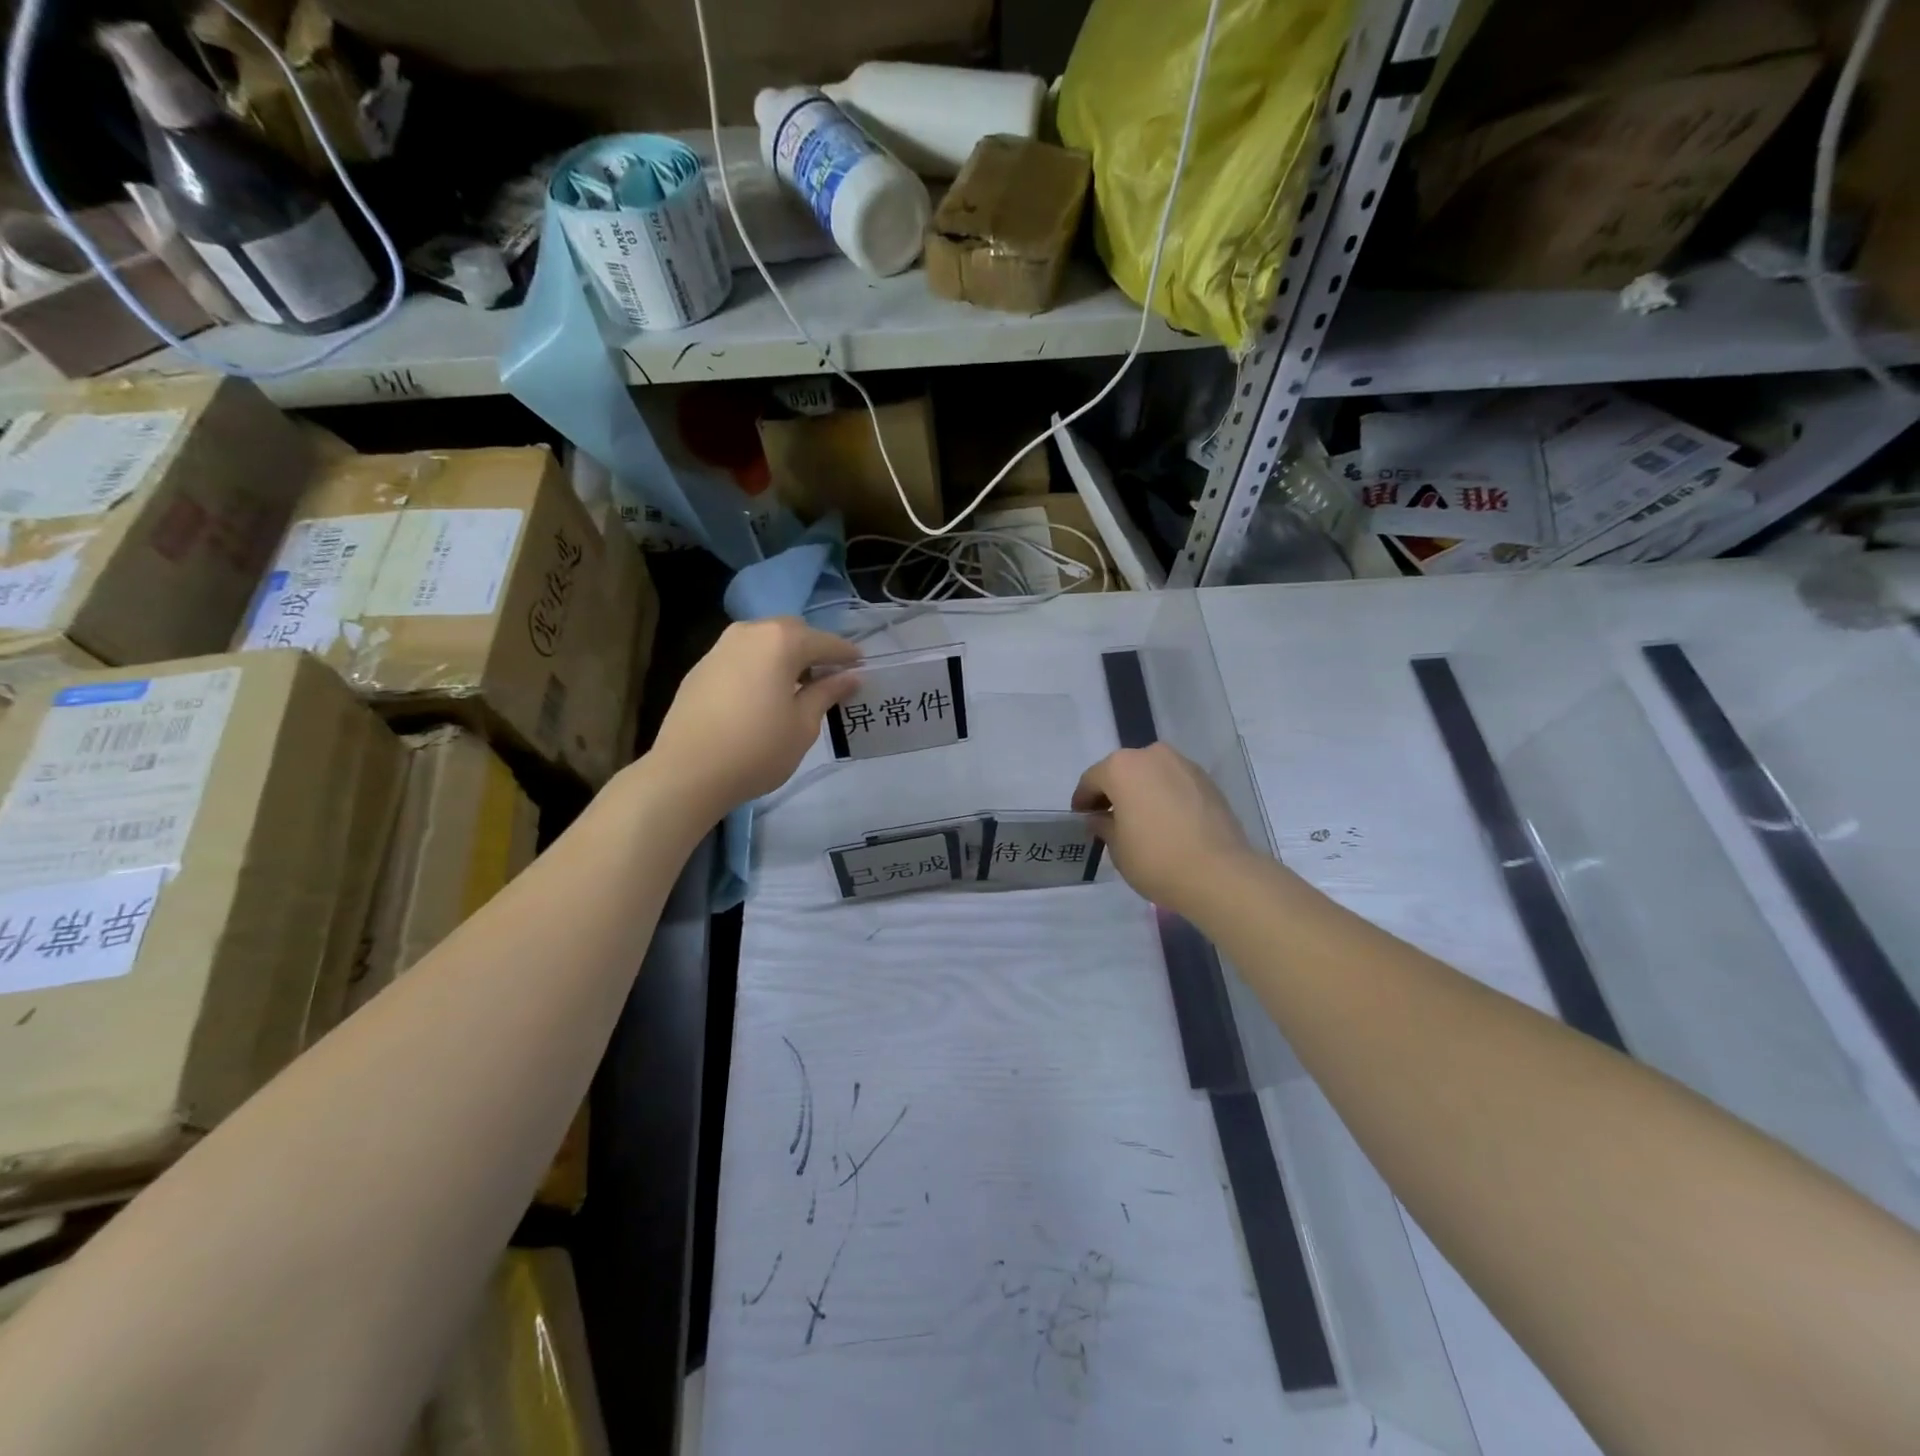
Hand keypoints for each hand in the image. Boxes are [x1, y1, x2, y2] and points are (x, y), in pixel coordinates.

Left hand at [649, 618, 860, 818]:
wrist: (687, 771)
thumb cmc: (757, 749)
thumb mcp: (803, 725)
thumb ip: (827, 693)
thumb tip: (850, 677)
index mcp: (781, 641)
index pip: (825, 642)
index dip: (847, 655)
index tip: (862, 667)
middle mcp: (750, 632)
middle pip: (792, 632)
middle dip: (813, 650)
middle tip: (829, 678)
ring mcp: (720, 647)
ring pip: (763, 641)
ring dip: (784, 657)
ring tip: (796, 687)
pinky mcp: (701, 667)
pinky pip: (742, 656)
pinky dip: (760, 667)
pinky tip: (763, 695)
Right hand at [1072, 744, 1254, 916]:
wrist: (1219, 873)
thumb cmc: (1155, 858)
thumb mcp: (1117, 847)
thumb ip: (1103, 825)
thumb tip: (1099, 818)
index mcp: (1122, 767)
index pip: (1092, 779)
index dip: (1083, 800)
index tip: (1081, 817)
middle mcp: (1152, 755)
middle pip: (1123, 771)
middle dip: (1113, 792)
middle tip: (1108, 818)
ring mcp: (1184, 765)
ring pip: (1152, 774)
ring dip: (1141, 792)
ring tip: (1140, 821)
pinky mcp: (1207, 781)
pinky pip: (1175, 784)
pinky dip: (1165, 796)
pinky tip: (1166, 822)